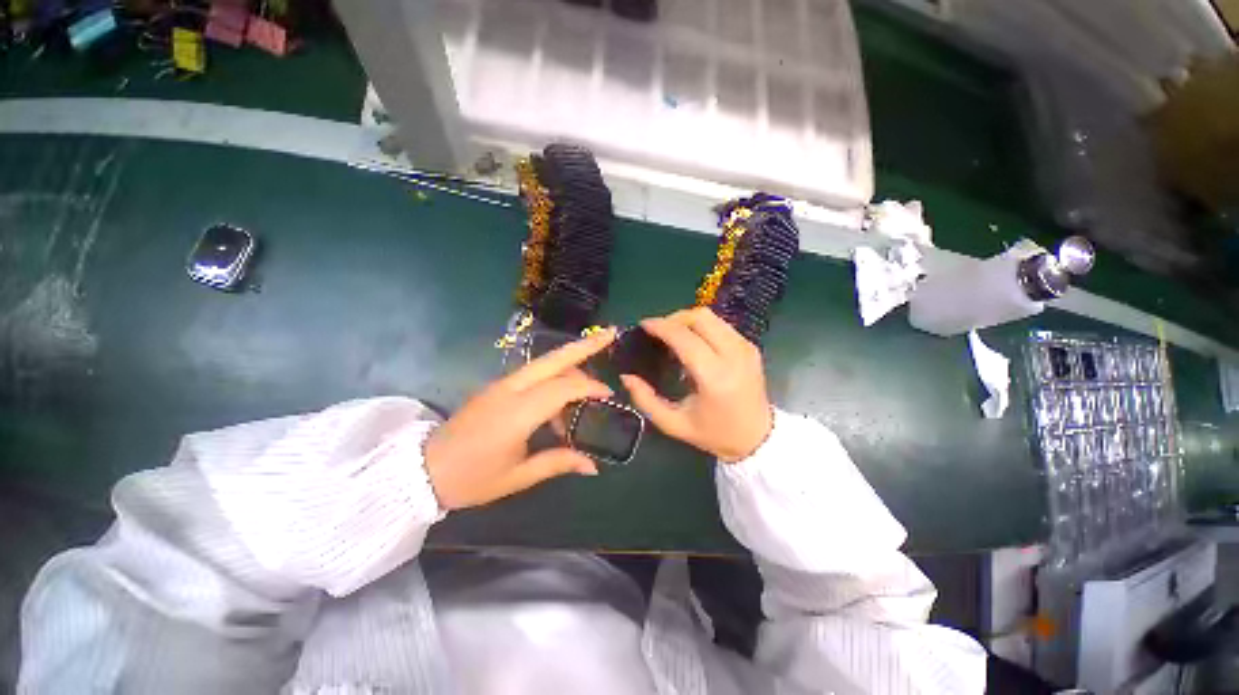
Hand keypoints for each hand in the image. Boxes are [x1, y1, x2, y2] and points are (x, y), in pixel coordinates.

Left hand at [425, 328, 616, 509]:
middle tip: (611, 334)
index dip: (590, 387)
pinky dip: (555, 377)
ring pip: (545, 362)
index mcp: (518, 412)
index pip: (563, 388)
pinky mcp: (498, 386)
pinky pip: (534, 373)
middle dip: (585, 345)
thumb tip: (593, 465)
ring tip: (589, 388)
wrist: (422, 469)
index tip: (609, 394)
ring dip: (571, 364)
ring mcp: (502, 383)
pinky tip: (561, 402)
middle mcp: (511, 389)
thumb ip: (558, 462)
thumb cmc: (472, 478)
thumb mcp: (518, 476)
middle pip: (554, 358)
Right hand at [621, 308, 772, 462]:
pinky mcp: (750, 346)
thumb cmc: (714, 434)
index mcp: (715, 377)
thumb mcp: (674, 424)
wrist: (758, 438)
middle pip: (700, 317)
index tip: (643, 325)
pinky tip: (693, 343)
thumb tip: (627, 377)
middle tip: (658, 331)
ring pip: (711, 316)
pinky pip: (720, 325)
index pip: (684, 337)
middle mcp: (734, 355)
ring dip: (687, 320)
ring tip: (673, 336)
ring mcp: (746, 348)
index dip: (661, 326)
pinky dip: (701, 327)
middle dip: (674, 318)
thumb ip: (645, 400)